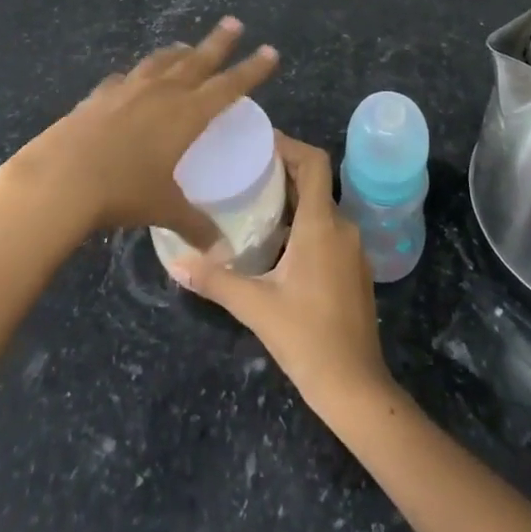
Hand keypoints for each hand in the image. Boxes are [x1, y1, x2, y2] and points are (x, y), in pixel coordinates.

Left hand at [2, 17, 279, 250]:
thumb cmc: (122, 191)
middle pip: (198, 60)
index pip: (229, 85)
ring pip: (161, 62)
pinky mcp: (100, 95)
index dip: (252, 70)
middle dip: (219, 42)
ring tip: (186, 46)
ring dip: (178, 52)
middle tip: (234, 22)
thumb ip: (194, 224)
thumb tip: (221, 249)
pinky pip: (125, 78)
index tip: (271, 51)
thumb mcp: (163, 208)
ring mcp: (128, 88)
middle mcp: (162, 92)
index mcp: (186, 114)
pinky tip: (131, 80)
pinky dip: (136, 76)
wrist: (62, 176)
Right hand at [170, 134, 393, 411]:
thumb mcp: (255, 306)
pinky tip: (276, 242)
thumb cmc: (307, 338)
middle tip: (245, 170)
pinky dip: (303, 223)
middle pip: (314, 181)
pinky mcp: (353, 270)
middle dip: (283, 170)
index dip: (289, 145)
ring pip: (321, 207)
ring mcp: (352, 250)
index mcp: (322, 224)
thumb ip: (215, 279)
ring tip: (254, 202)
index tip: (258, 142)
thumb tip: (174, 261)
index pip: (313, 162)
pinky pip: (328, 230)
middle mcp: (342, 227)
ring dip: (292, 199)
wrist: (356, 389)